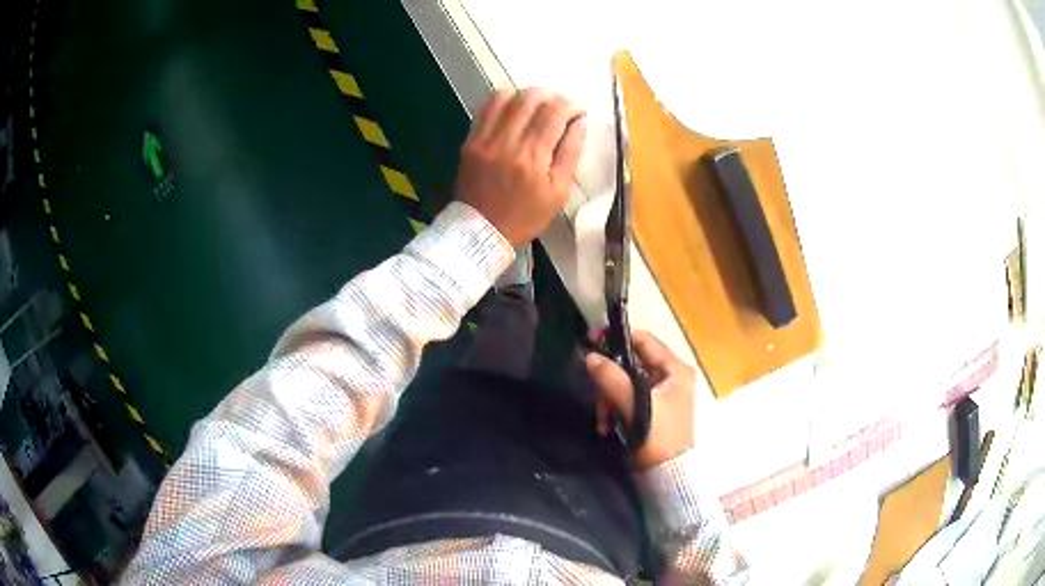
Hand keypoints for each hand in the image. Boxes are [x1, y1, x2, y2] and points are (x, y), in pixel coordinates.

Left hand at [456, 88, 586, 244]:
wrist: (481, 231)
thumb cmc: (525, 216)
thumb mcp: (559, 192)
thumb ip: (571, 153)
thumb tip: (580, 122)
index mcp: (532, 158)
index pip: (554, 113)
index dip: (571, 105)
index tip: (579, 112)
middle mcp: (507, 142)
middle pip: (531, 98)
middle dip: (552, 95)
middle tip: (561, 105)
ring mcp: (484, 139)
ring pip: (507, 96)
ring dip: (528, 95)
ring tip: (539, 105)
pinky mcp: (470, 140)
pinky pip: (487, 107)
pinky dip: (505, 100)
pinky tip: (515, 109)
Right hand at [585, 331, 695, 469]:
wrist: (667, 476)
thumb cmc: (657, 437)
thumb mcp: (635, 405)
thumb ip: (612, 378)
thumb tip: (589, 356)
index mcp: (676, 370)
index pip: (644, 340)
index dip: (617, 338)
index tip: (590, 342)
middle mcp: (672, 377)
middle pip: (632, 363)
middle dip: (610, 379)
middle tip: (595, 393)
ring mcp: (663, 394)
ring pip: (627, 382)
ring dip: (609, 398)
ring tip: (602, 418)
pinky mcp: (653, 410)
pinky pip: (628, 399)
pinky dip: (615, 408)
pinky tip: (606, 425)